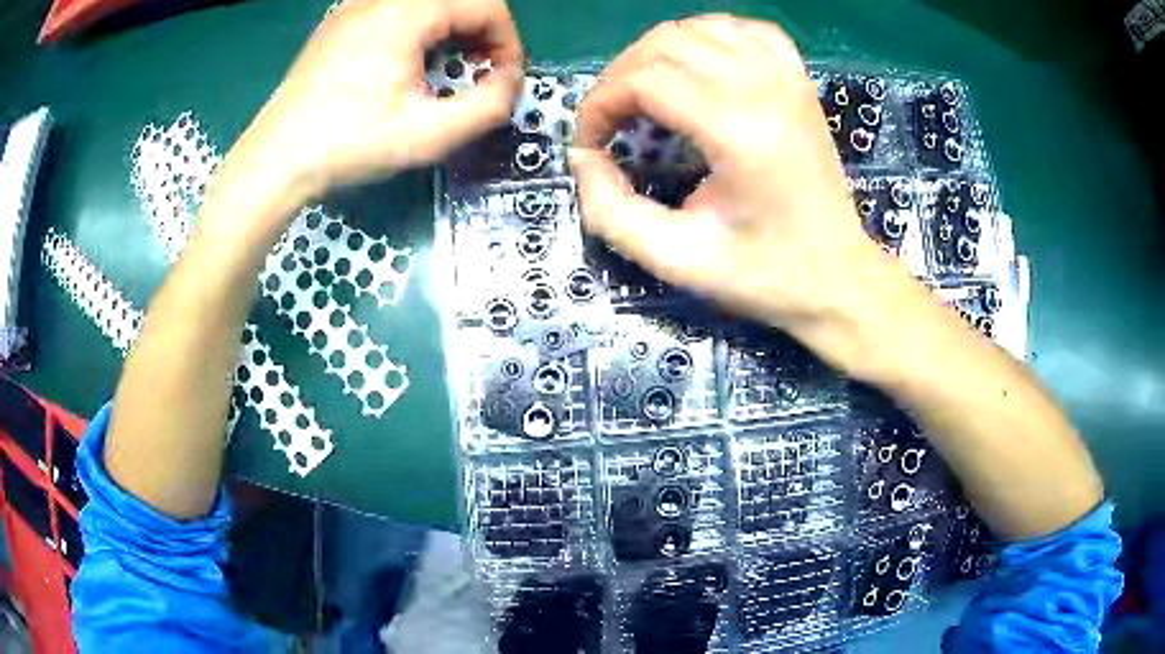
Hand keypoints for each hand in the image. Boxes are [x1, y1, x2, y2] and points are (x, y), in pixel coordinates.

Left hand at [233, 0, 523, 203]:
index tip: (503, 80)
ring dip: (451, 33)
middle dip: (481, 36)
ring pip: (427, 6)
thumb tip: (511, 81)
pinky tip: (407, 66)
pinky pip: (396, 13)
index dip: (508, 42)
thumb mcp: (428, 135)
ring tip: (444, 72)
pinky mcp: (339, 23)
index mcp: (405, 13)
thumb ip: (488, 105)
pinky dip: (419, 32)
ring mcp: (354, 7)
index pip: (486, 5)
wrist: (274, 161)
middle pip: (457, 1)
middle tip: (477, 76)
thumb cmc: (347, 146)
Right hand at [571, 15, 898, 362]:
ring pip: (700, 27)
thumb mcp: (677, 259)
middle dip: (620, 76)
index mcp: (738, 132)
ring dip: (657, 53)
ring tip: (645, 93)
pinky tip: (698, 65)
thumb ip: (611, 211)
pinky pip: (746, 30)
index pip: (643, 80)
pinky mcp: (799, 80)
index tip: (589, 144)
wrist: (838, 277)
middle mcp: (765, 88)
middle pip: (665, 43)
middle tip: (610, 121)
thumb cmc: (764, 274)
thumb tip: (583, 158)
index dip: (599, 105)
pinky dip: (709, 37)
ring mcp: (788, 78)